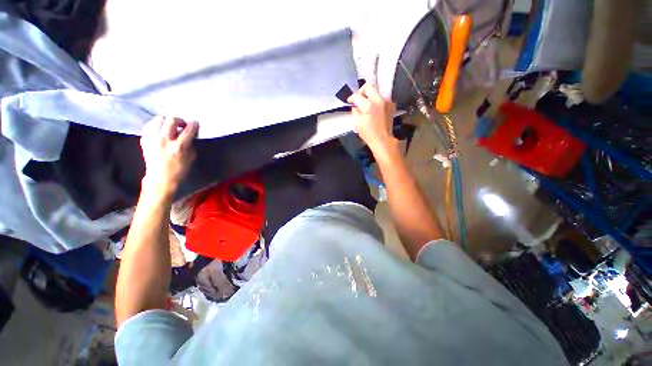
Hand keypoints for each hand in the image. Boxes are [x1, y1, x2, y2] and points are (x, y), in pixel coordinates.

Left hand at [140, 116, 197, 198]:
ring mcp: (152, 139)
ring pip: (158, 120)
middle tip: (182, 125)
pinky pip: (150, 126)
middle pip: (171, 120)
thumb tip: (191, 135)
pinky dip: (156, 125)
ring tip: (170, 126)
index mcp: (179, 147)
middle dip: (179, 120)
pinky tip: (160, 130)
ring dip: (167, 121)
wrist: (160, 178)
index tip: (195, 123)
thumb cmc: (179, 170)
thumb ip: (191, 144)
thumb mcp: (191, 157)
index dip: (193, 124)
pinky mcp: (144, 140)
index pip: (188, 130)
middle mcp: (164, 140)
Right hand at [347, 83, 397, 152]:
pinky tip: (374, 110)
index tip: (350, 101)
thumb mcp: (357, 124)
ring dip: (369, 97)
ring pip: (376, 92)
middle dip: (361, 91)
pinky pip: (381, 99)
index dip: (351, 98)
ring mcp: (386, 102)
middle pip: (369, 86)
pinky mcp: (391, 105)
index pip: (357, 96)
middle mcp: (379, 100)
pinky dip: (376, 102)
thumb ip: (355, 112)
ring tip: (366, 106)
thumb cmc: (368, 134)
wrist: (383, 140)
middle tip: (358, 99)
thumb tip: (355, 106)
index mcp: (369, 106)